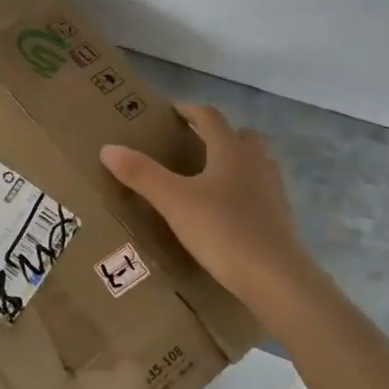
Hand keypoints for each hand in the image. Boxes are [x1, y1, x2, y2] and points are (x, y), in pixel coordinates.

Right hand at [100, 103, 318, 312]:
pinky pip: (260, 192)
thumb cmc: (222, 230)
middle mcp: (256, 163)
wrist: (275, 278)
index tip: (172, 112)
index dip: (190, 111)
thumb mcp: (173, 202)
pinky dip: (244, 192)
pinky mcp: (280, 219)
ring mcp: (273, 191)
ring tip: (210, 178)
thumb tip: (108, 148)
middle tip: (194, 145)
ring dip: (235, 162)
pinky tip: (227, 212)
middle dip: (219, 135)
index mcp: (231, 151)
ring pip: (255, 164)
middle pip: (241, 136)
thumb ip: (141, 174)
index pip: (210, 118)